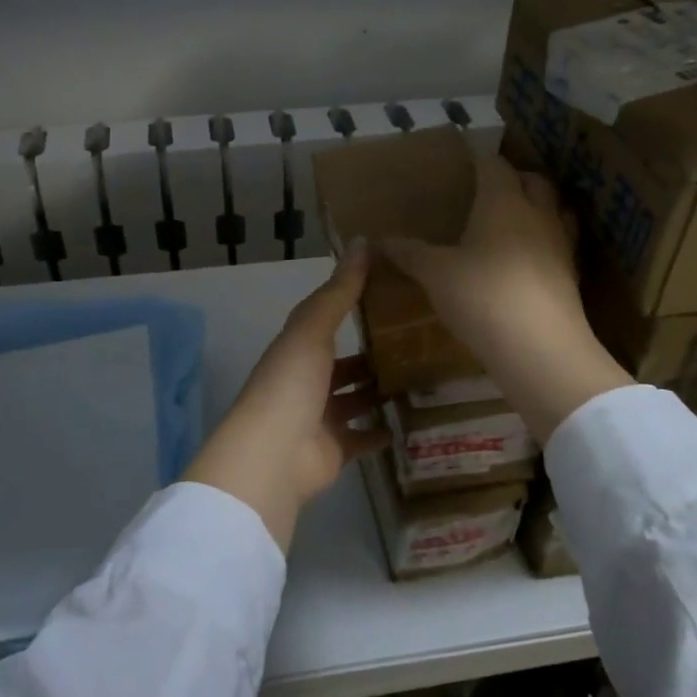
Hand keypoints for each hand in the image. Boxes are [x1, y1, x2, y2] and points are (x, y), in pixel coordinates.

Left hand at [183, 240, 387, 551]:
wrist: (273, 455)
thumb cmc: (291, 383)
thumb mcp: (313, 329)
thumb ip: (340, 290)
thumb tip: (362, 241)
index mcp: (296, 349)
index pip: (325, 322)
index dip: (352, 307)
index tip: (390, 294)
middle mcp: (306, 382)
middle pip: (343, 364)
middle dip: (372, 355)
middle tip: (417, 341)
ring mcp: (319, 418)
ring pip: (355, 400)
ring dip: (379, 391)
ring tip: (422, 376)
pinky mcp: (335, 450)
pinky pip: (362, 438)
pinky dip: (382, 431)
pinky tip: (411, 420)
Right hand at [383, 151, 631, 442]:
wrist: (540, 348)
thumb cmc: (482, 296)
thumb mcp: (435, 274)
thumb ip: (409, 254)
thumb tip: (379, 240)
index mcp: (503, 201)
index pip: (493, 165)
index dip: (479, 160)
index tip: (464, 162)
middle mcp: (538, 214)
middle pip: (534, 181)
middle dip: (514, 179)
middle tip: (489, 191)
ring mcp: (561, 245)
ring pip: (555, 211)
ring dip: (537, 208)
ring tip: (513, 222)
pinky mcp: (571, 276)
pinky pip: (560, 245)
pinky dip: (544, 244)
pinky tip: (527, 262)